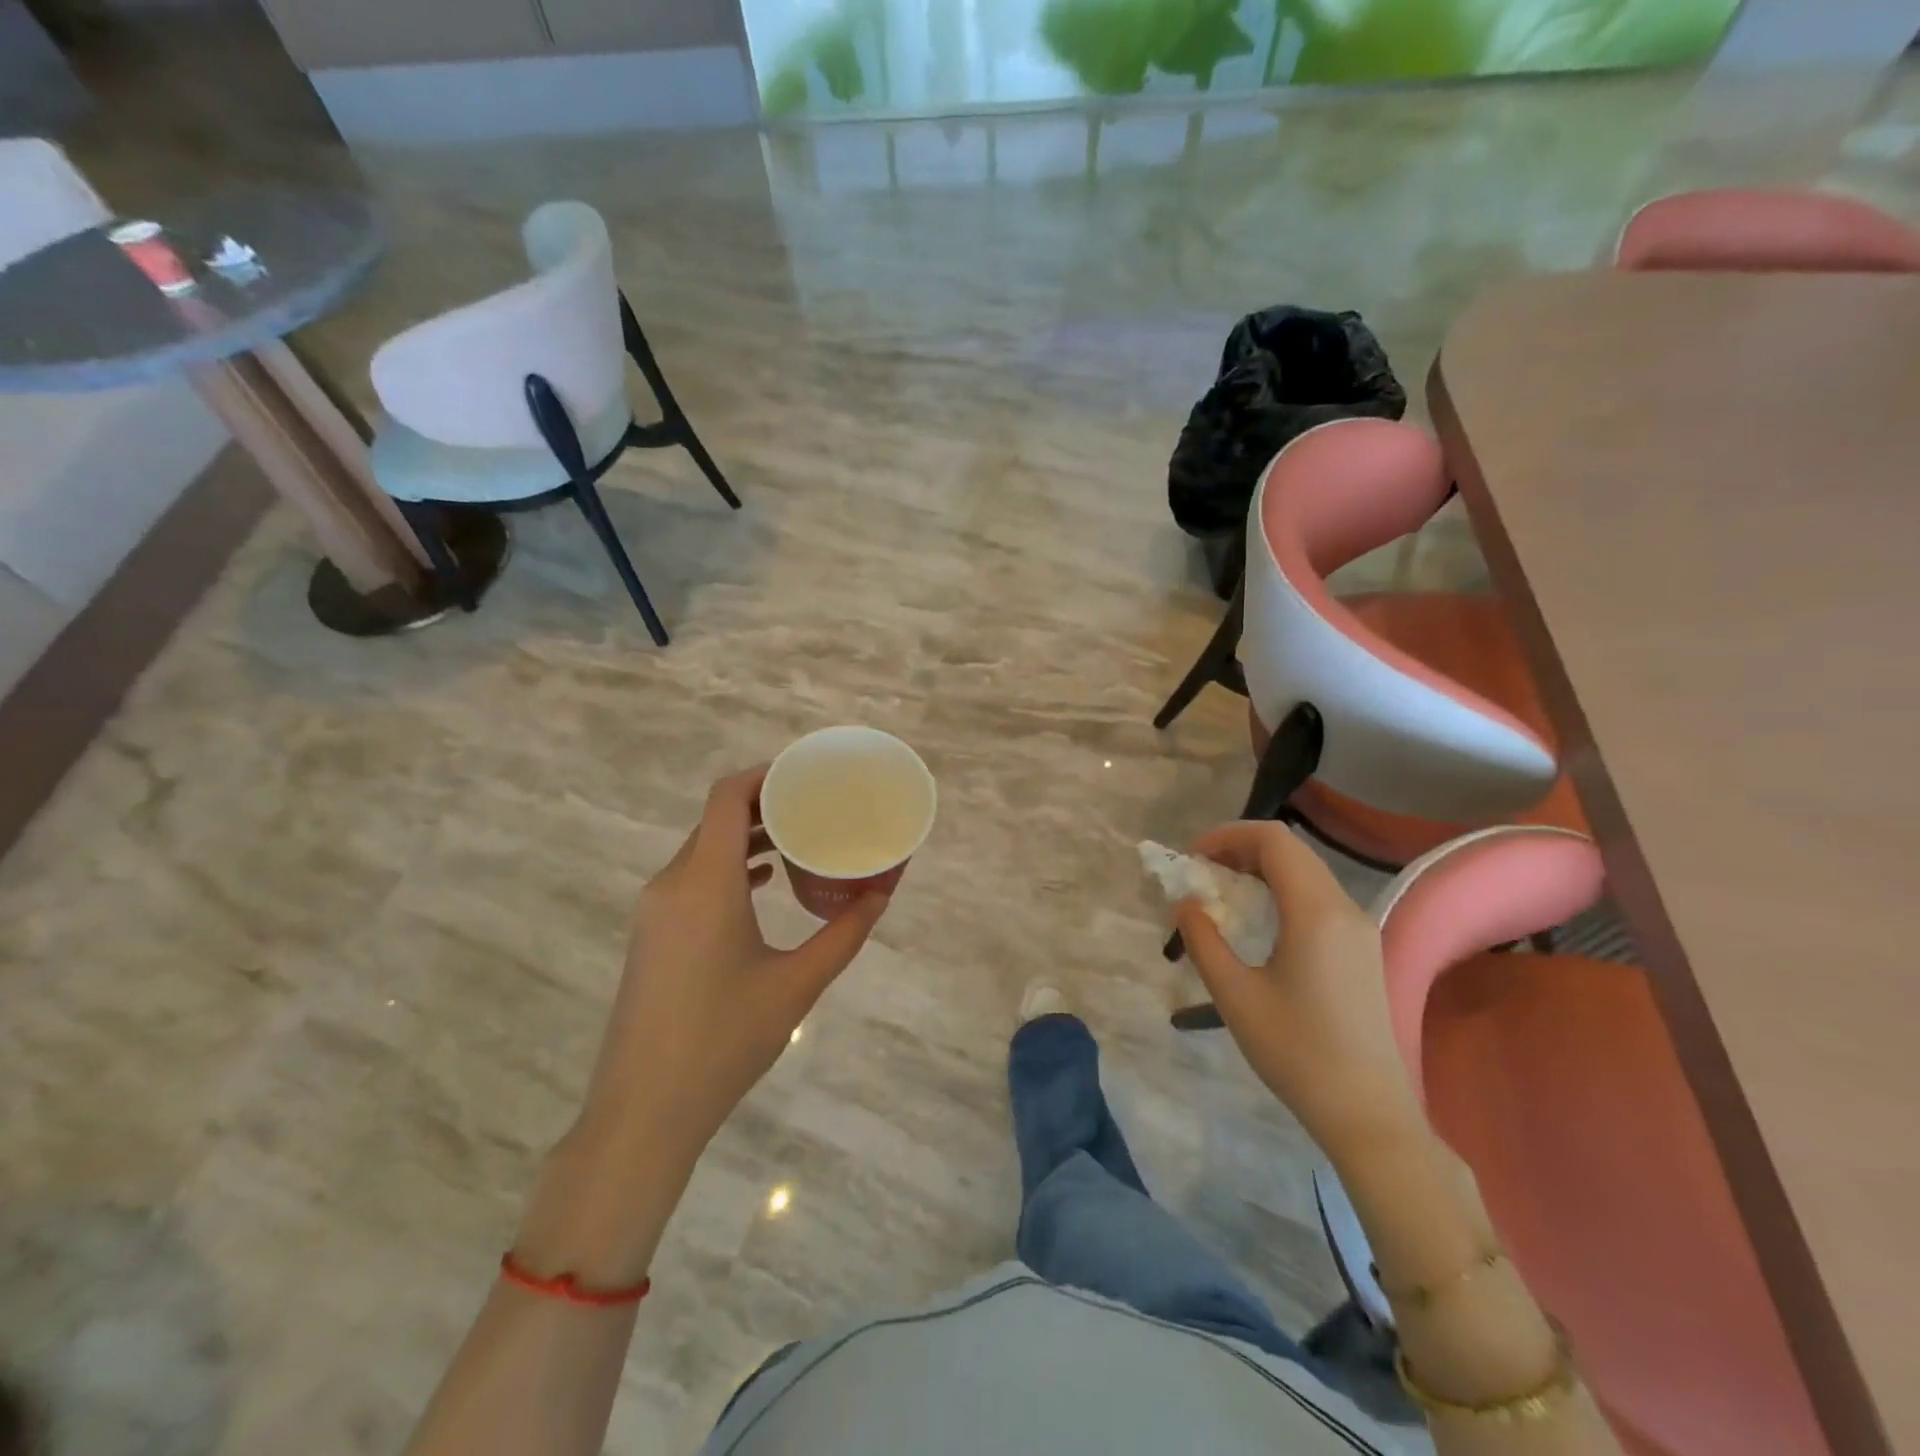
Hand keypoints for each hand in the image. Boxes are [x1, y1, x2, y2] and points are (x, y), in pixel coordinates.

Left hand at [577, 767, 889, 1168]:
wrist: (644, 1110)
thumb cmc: (725, 1039)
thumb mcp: (797, 984)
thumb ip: (845, 934)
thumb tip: (883, 894)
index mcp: (705, 882)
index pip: (726, 797)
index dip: (764, 774)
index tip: (806, 774)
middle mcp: (672, 883)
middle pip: (716, 818)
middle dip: (765, 805)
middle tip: (816, 807)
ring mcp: (656, 910)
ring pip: (703, 849)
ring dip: (747, 837)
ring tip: (799, 840)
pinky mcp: (653, 934)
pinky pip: (693, 878)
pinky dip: (729, 867)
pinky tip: (764, 883)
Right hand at [1174, 821, 1424, 1160]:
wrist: (1369, 1114)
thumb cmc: (1297, 1052)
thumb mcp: (1236, 996)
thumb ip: (1204, 941)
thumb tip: (1186, 905)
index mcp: (1316, 913)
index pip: (1273, 841)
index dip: (1228, 836)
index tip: (1193, 857)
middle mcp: (1345, 909)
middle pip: (1291, 852)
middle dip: (1240, 850)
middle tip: (1202, 874)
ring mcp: (1359, 930)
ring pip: (1306, 873)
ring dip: (1261, 871)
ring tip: (1222, 894)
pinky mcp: (1362, 950)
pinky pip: (1318, 898)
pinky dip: (1282, 892)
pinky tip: (1258, 922)